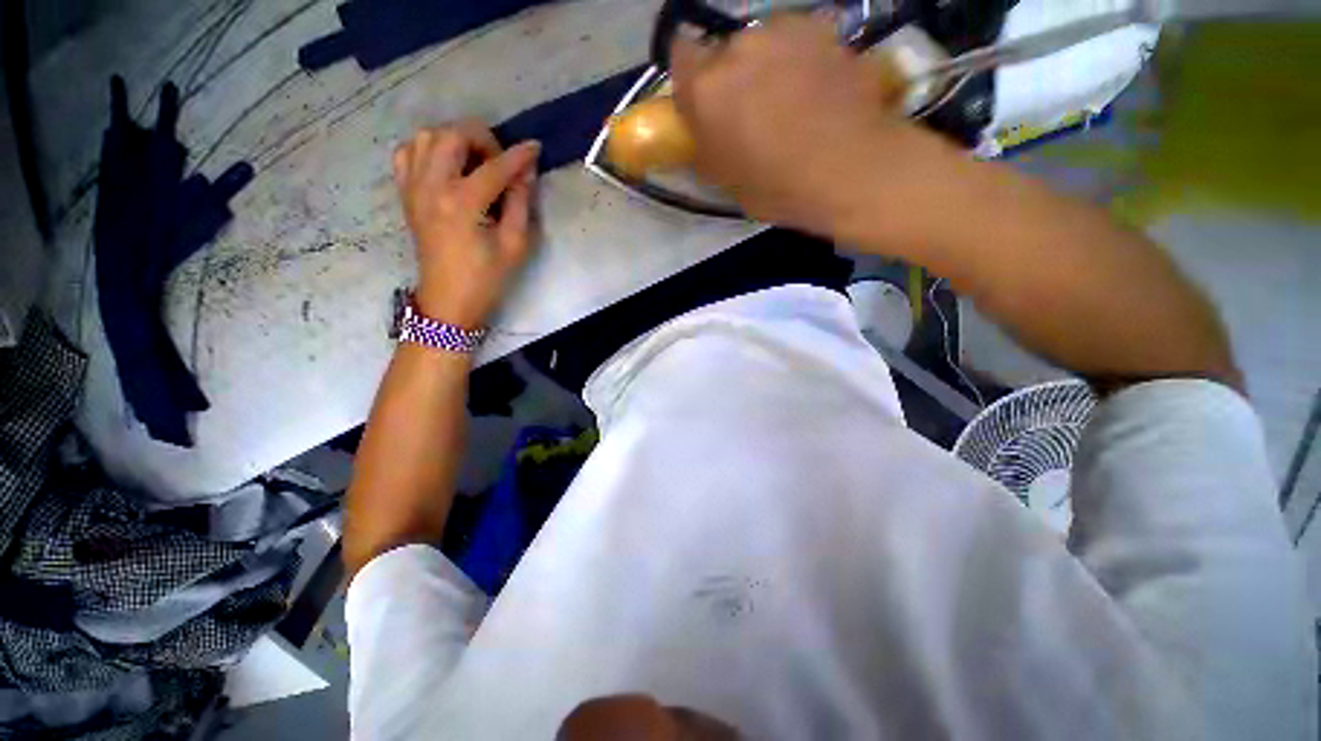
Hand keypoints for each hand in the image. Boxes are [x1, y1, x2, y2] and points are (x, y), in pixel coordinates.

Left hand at [394, 121, 540, 328]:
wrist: (449, 299)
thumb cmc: (487, 277)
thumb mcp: (514, 244)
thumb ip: (520, 203)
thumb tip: (525, 172)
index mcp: (462, 203)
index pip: (494, 167)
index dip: (518, 156)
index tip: (535, 148)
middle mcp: (431, 186)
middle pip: (452, 135)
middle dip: (482, 140)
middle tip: (499, 163)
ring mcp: (413, 187)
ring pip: (427, 136)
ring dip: (455, 140)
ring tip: (474, 162)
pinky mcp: (405, 193)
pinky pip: (407, 152)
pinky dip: (428, 148)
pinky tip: (446, 165)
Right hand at [670, 15, 936, 235]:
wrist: (848, 169)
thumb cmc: (776, 186)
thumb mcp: (723, 180)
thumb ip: (703, 144)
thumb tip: (700, 129)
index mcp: (706, 87)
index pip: (679, 54)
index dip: (690, 77)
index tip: (703, 100)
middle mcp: (739, 47)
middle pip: (724, 52)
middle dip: (732, 77)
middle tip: (751, 110)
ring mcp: (784, 31)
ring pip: (762, 43)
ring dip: (767, 65)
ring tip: (791, 100)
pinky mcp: (824, 28)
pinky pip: (798, 40)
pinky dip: (800, 59)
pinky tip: (817, 89)